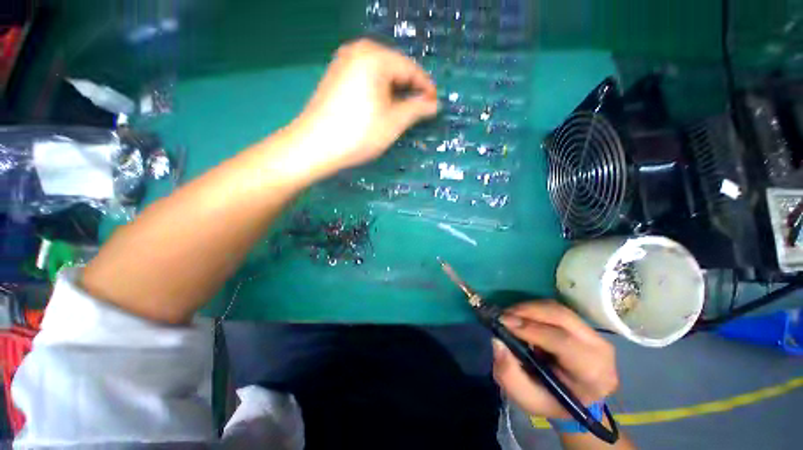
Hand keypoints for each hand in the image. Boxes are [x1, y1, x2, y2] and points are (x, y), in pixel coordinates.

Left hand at [291, 39, 437, 176]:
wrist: (314, 146)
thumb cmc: (359, 134)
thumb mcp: (394, 122)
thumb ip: (417, 109)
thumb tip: (433, 104)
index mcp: (375, 56)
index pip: (410, 68)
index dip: (426, 88)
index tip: (435, 105)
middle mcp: (358, 50)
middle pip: (394, 68)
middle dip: (409, 90)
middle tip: (420, 111)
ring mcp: (343, 62)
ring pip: (380, 74)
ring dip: (394, 92)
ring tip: (402, 112)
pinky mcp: (335, 76)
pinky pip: (365, 79)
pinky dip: (378, 92)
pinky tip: (381, 108)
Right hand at [492, 301, 618, 418]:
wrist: (575, 399)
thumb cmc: (552, 402)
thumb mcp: (527, 398)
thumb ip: (509, 375)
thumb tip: (497, 341)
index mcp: (592, 374)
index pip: (563, 342)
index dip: (531, 329)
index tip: (503, 322)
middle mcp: (600, 349)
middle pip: (562, 317)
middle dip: (528, 311)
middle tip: (503, 315)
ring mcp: (594, 334)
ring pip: (558, 309)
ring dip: (529, 308)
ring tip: (509, 315)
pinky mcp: (583, 325)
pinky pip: (556, 309)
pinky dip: (534, 309)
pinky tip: (521, 316)